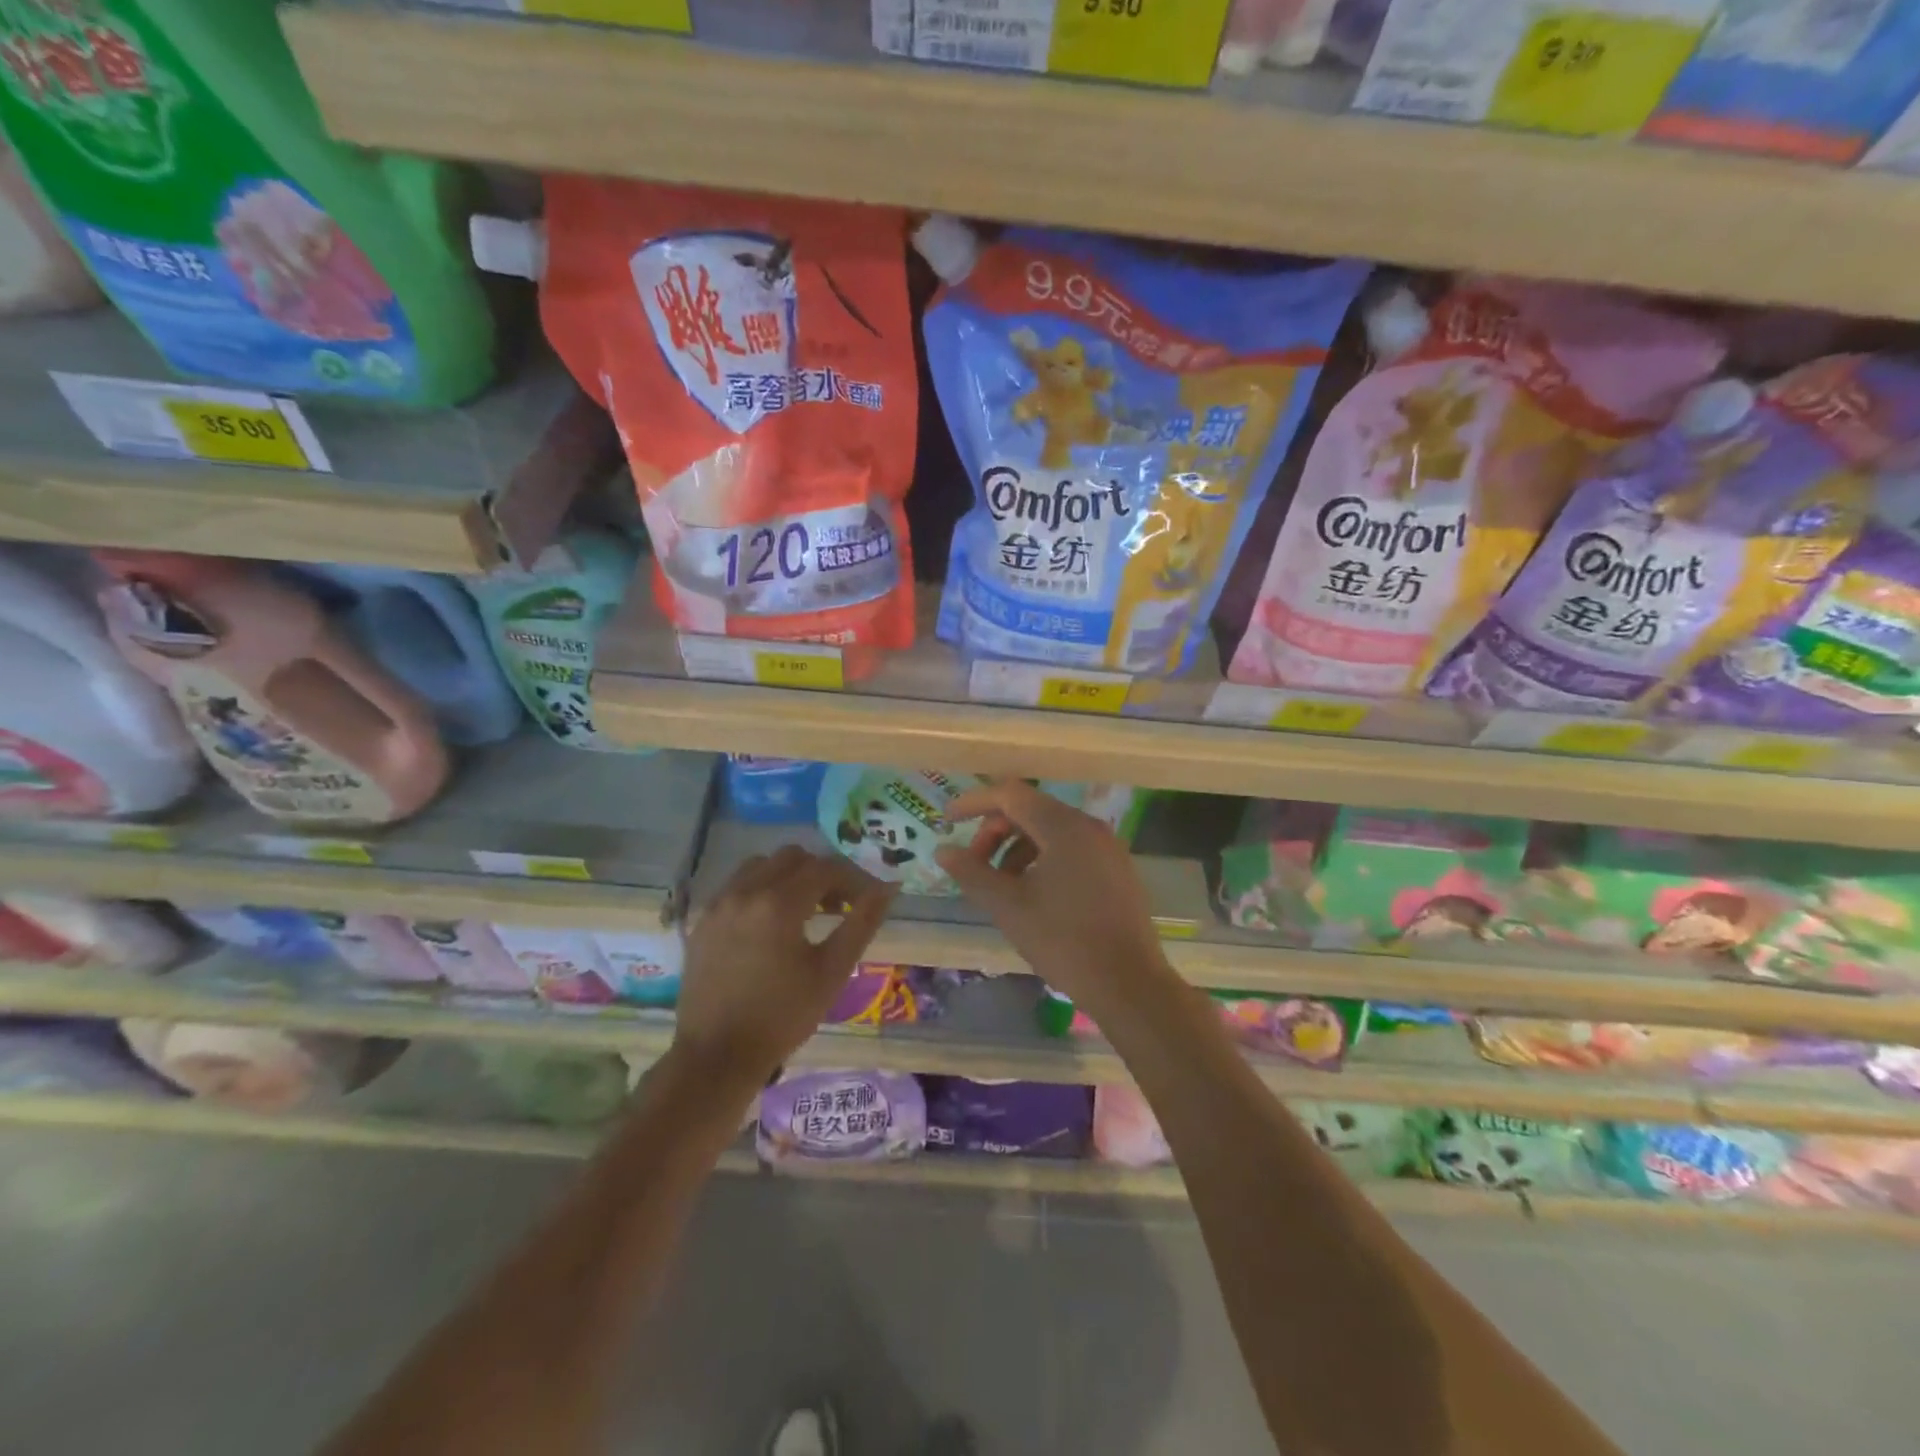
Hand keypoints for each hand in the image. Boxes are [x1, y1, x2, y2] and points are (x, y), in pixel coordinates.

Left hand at [673, 846, 895, 1084]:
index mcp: (779, 903)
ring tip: (804, 911)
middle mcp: (746, 891)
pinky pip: (737, 886)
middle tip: (839, 906)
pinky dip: (761, 890)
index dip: (853, 879)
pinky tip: (770, 924)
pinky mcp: (703, 921)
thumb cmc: (783, 1016)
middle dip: (821, 874)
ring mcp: (719, 904)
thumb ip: (862, 922)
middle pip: (793, 857)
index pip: (825, 868)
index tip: (868, 900)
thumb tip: (888, 887)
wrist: (717, 1056)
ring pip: (761, 865)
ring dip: (788, 877)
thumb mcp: (832, 971)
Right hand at [935, 779, 1172, 1018]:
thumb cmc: (1063, 940)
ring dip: (1017, 847)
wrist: (1129, 984)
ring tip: (1000, 885)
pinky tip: (1032, 893)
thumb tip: (943, 850)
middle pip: (1031, 810)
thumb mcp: (1008, 906)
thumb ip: (972, 872)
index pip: (1010, 795)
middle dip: (995, 831)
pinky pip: (1071, 848)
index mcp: (1063, 826)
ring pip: (1051, 830)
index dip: (975, 802)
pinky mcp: (1117, 869)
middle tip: (974, 864)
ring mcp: (1108, 847)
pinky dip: (1043, 858)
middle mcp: (1089, 826)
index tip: (947, 820)